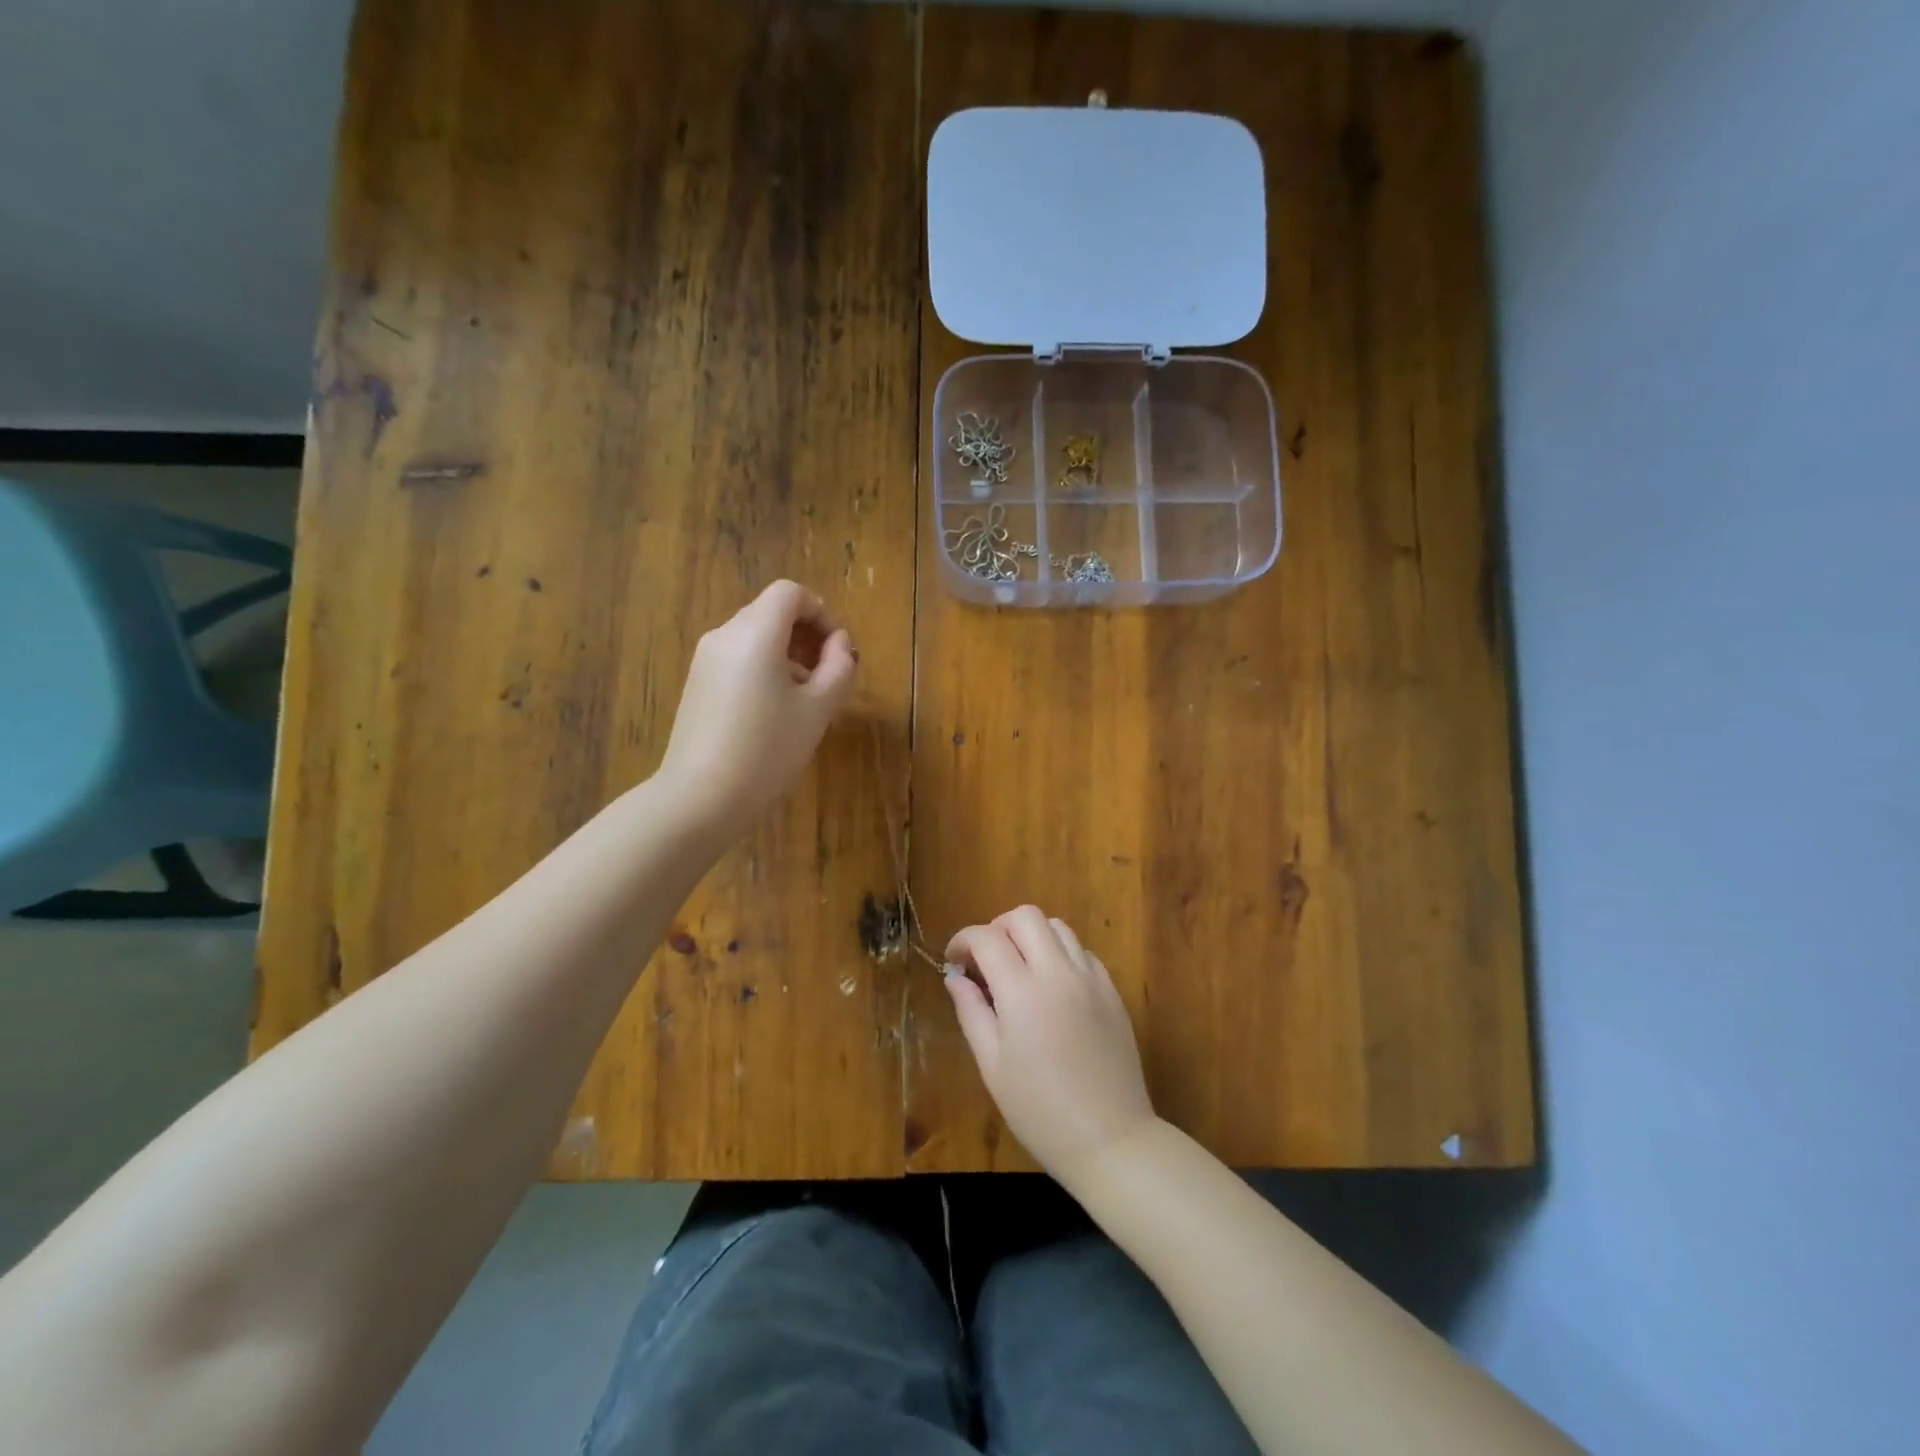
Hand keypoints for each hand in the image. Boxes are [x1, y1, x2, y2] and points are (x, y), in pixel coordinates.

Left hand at [659, 580, 857, 840]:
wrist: (700, 798)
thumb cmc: (767, 750)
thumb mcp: (817, 710)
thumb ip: (838, 667)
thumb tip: (840, 643)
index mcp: (755, 633)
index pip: (790, 593)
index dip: (821, 612)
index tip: (837, 649)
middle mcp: (725, 635)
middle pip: (771, 612)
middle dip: (806, 634)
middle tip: (829, 675)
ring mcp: (705, 660)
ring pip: (754, 636)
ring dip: (787, 653)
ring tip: (807, 697)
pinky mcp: (697, 684)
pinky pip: (737, 658)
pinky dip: (764, 668)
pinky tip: (775, 711)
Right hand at [944, 907, 1156, 1185]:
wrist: (1110, 1140)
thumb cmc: (1040, 1111)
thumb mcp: (992, 1066)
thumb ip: (971, 1012)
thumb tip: (955, 977)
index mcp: (1023, 992)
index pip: (987, 938)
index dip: (963, 941)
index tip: (954, 962)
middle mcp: (1059, 973)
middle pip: (1025, 916)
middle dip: (998, 929)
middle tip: (986, 962)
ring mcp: (1091, 979)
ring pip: (1057, 927)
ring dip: (1031, 937)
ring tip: (1019, 971)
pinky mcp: (1112, 991)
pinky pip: (1082, 952)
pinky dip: (1060, 955)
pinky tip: (1052, 989)